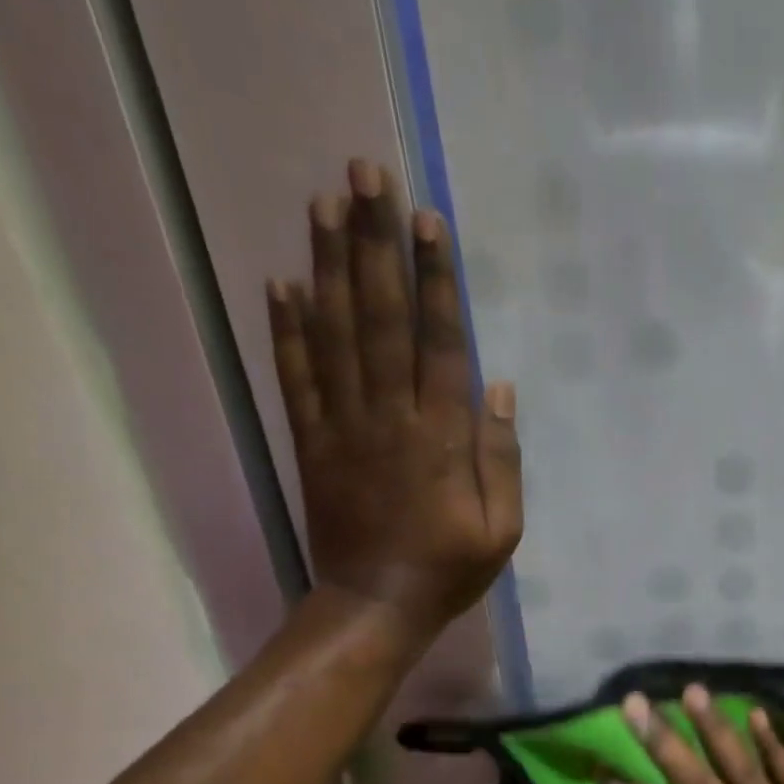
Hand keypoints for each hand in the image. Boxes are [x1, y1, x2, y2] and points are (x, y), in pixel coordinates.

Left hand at [266, 161, 521, 648]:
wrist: (375, 606)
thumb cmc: (449, 570)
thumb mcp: (503, 529)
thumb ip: (502, 459)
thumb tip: (499, 389)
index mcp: (442, 439)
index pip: (440, 345)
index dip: (435, 281)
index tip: (429, 222)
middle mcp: (390, 418)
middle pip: (381, 320)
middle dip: (376, 245)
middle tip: (366, 177)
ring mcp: (343, 427)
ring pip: (335, 335)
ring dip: (329, 266)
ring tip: (324, 204)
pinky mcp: (310, 443)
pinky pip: (296, 378)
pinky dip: (286, 330)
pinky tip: (280, 281)